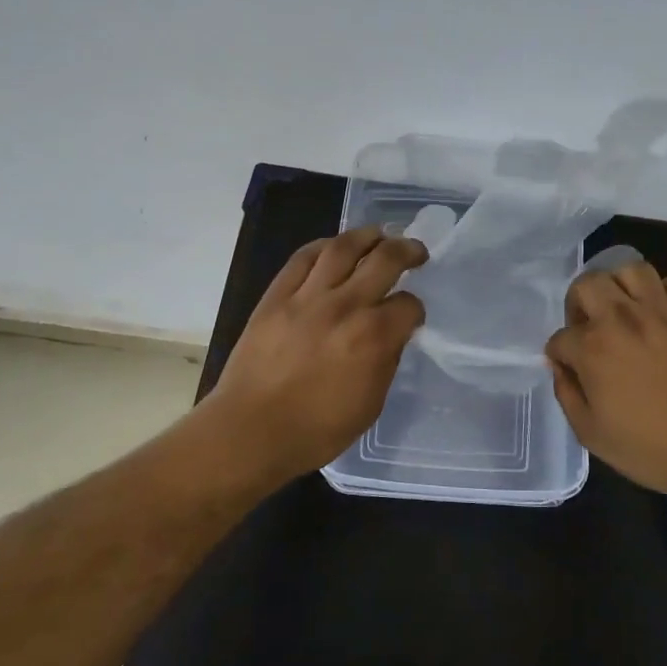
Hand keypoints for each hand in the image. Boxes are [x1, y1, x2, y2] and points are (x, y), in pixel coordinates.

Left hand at [211, 226, 427, 479]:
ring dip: (368, 235)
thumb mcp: (370, 404)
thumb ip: (386, 361)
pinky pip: (303, 257)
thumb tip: (391, 334)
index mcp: (373, 337)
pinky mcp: (277, 295)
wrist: (251, 431)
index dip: (415, 309)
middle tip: (415, 251)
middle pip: (385, 259)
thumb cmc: (316, 430)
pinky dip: (324, 246)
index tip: (410, 315)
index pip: (408, 305)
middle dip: (407, 250)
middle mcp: (345, 306)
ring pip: (343, 247)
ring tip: (380, 235)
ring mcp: (308, 297)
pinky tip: (335, 247)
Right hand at [545, 261, 666, 506]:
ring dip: (621, 286)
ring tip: (625, 309)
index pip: (561, 337)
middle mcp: (623, 319)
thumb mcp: (589, 433)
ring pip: (632, 270)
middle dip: (579, 302)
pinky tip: (666, 311)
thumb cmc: (648, 450)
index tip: (571, 368)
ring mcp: (664, 314)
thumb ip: (566, 393)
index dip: (561, 354)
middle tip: (589, 327)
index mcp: (593, 348)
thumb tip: (561, 366)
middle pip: (588, 284)